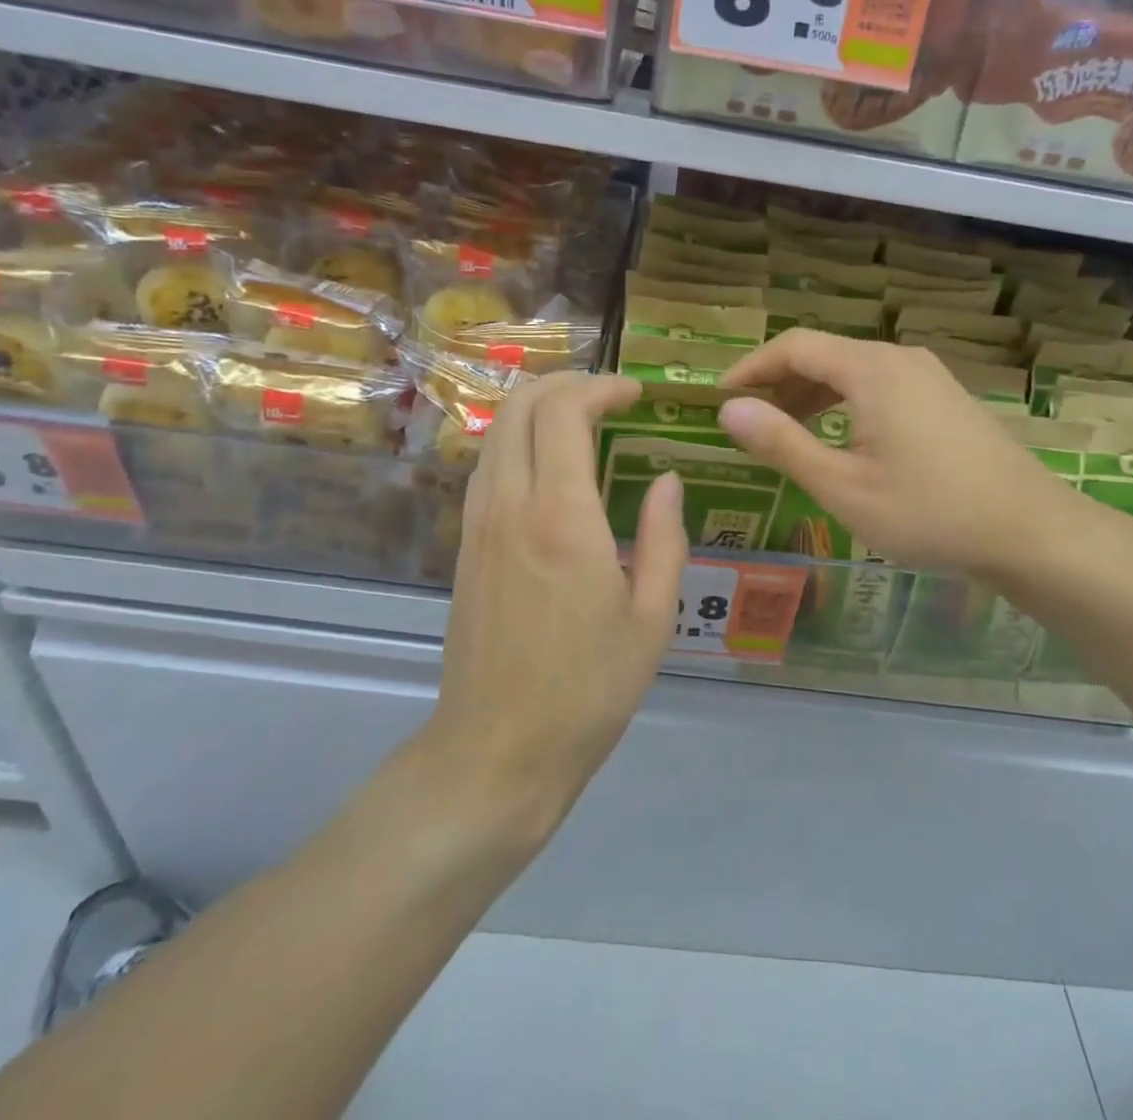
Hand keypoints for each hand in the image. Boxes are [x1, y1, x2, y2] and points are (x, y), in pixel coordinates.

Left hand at [430, 372, 687, 837]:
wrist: (497, 750)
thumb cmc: (588, 688)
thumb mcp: (652, 618)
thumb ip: (665, 538)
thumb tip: (668, 479)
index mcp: (561, 517)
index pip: (565, 411)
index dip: (602, 387)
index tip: (636, 395)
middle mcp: (510, 504)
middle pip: (522, 405)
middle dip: (567, 382)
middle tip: (610, 396)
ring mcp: (479, 522)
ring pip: (498, 430)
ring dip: (540, 408)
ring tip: (584, 421)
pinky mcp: (465, 544)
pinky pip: (488, 465)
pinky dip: (519, 440)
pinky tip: (550, 466)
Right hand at [717, 331, 1074, 579]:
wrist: (1031, 531)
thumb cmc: (929, 512)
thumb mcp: (843, 486)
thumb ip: (782, 443)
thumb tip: (729, 409)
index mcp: (872, 369)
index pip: (794, 346)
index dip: (751, 366)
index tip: (719, 396)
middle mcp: (900, 359)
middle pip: (824, 354)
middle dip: (778, 382)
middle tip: (745, 419)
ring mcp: (928, 376)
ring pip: (853, 371)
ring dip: (811, 394)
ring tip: (783, 430)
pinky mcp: (945, 398)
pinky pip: (880, 386)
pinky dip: (845, 403)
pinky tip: (838, 437)